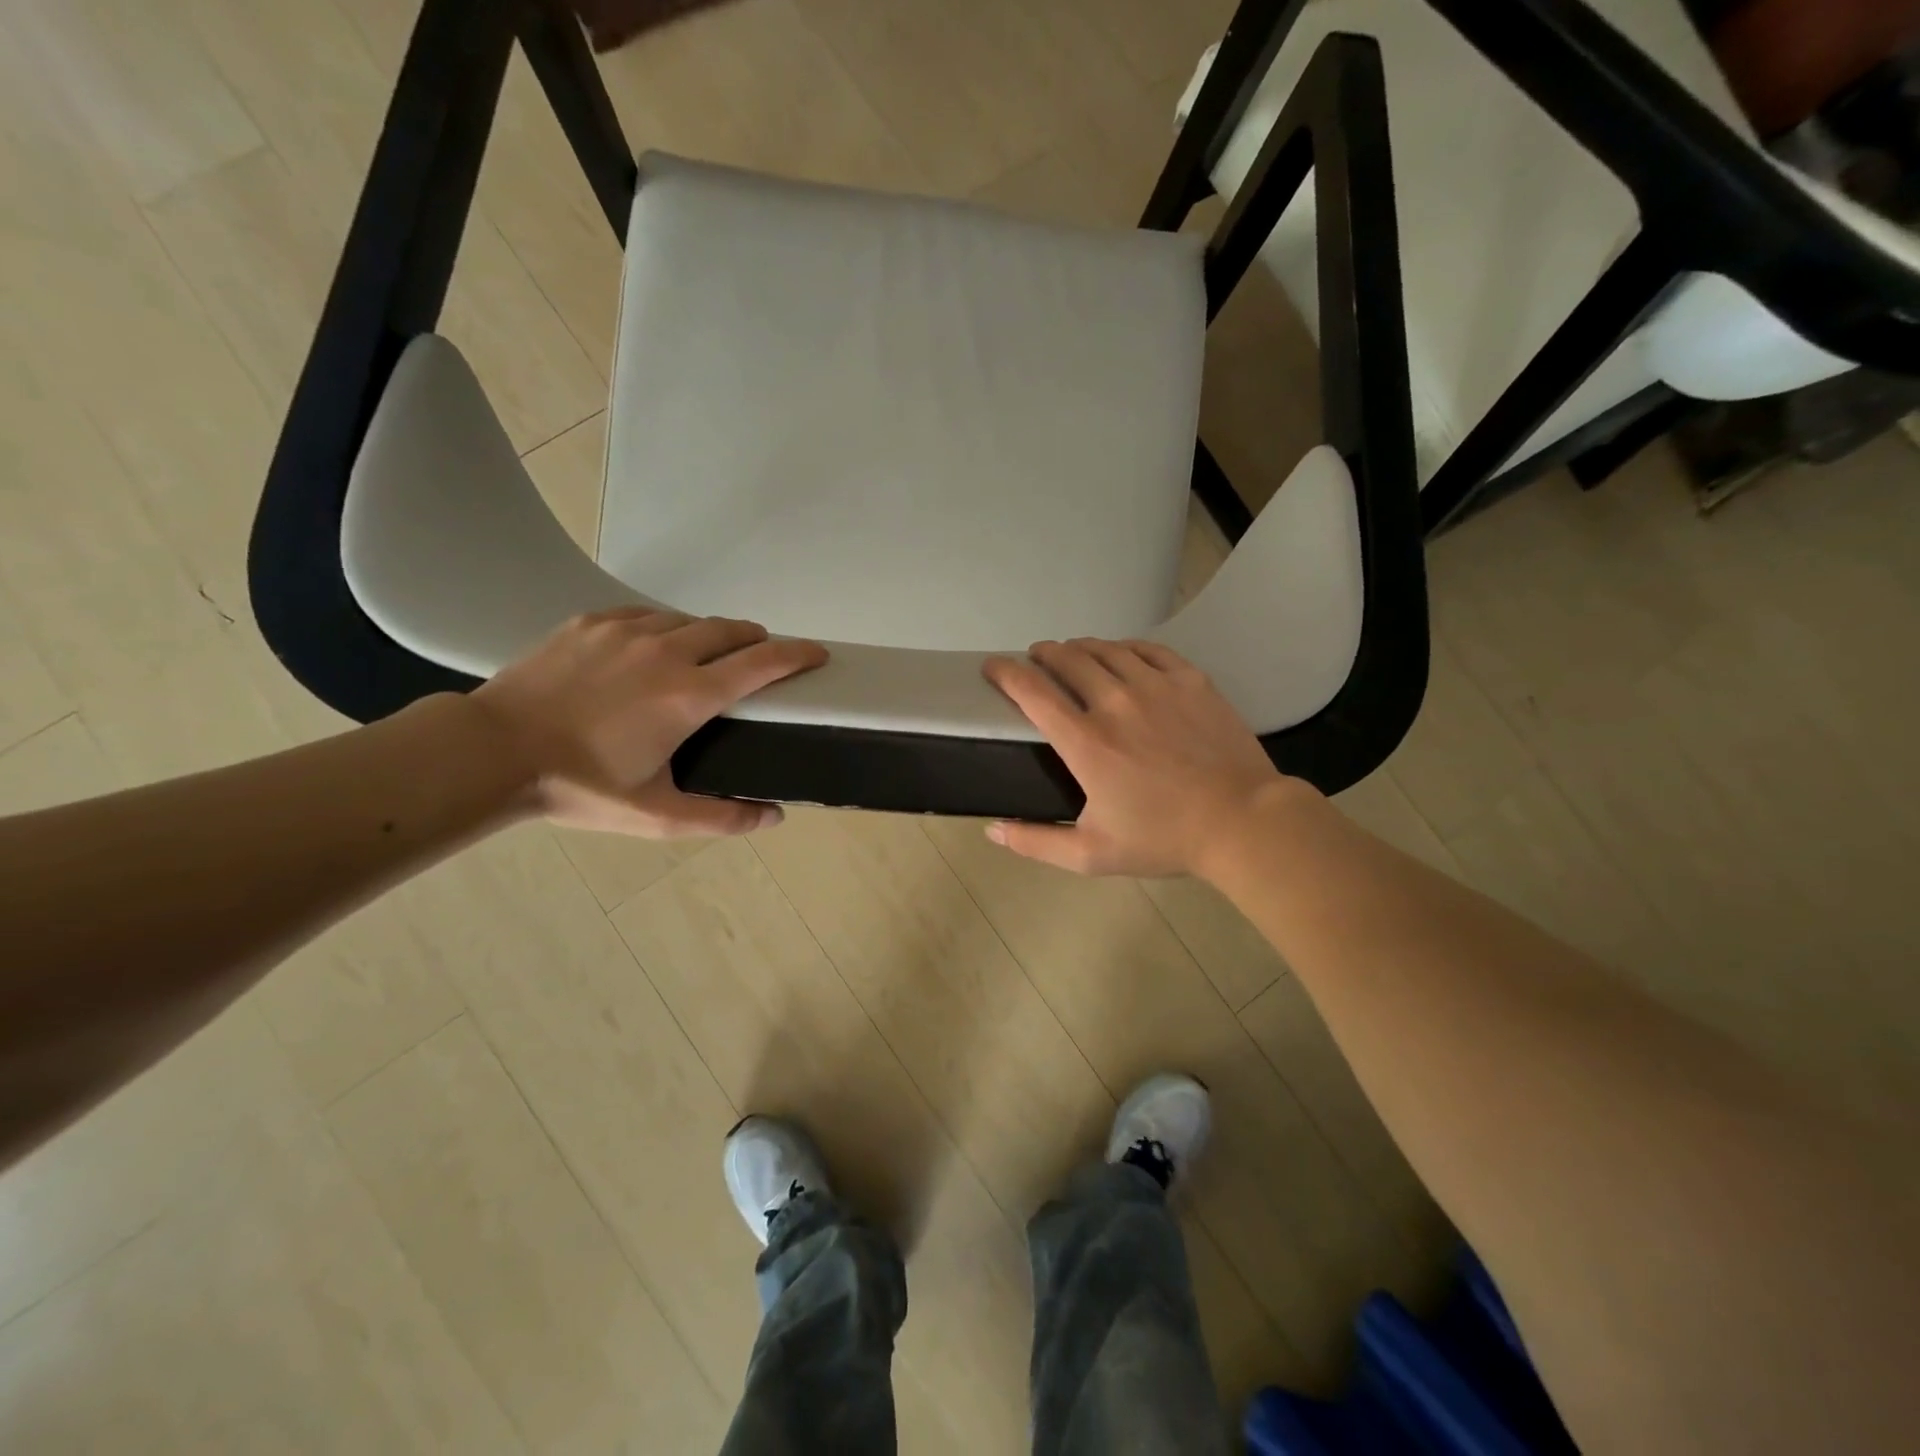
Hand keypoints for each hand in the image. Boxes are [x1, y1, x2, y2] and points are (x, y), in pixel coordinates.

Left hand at [471, 608, 827, 837]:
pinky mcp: (590, 623)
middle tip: (762, 656)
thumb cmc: (581, 786)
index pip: (763, 662)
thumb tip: (773, 817)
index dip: (798, 655)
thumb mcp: (656, 815)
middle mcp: (667, 651)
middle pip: (731, 630)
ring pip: (687, 620)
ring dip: (709, 635)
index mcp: (691, 695)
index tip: (817, 654)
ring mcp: (626, 631)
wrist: (492, 752)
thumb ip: (721, 817)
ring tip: (706, 656)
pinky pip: (643, 615)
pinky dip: (663, 628)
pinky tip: (652, 646)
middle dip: (757, 640)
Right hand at [982, 639, 1306, 876]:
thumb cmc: (1164, 839)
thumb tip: (993, 830)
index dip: (1006, 672)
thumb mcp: (1091, 854)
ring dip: (1080, 646)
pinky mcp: (1190, 680)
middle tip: (1037, 658)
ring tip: (1073, 652)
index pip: (1032, 692)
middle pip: (1067, 659)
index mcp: (1086, 742)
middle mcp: (1115, 703)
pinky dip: (1124, 646)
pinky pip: (1148, 649)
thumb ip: (1036, 842)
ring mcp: (1156, 686)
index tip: (993, 666)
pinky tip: (1120, 652)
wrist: (1242, 822)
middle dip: (1043, 653)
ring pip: (1106, 649)